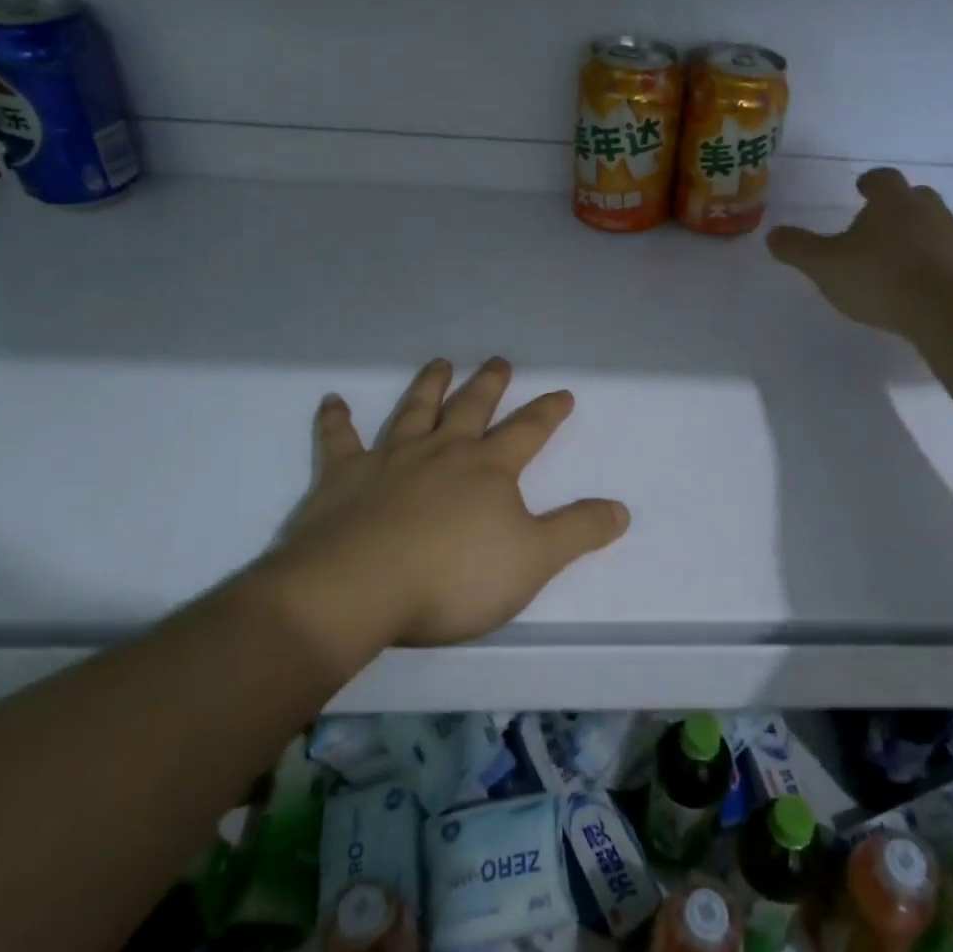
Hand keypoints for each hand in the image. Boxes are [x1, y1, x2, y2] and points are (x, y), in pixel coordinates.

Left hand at [258, 358, 628, 647]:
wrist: (357, 590)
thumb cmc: (452, 577)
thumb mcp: (532, 560)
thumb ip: (578, 532)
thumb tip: (621, 509)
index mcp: (487, 469)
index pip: (528, 431)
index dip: (548, 412)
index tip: (563, 393)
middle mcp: (441, 452)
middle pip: (471, 408)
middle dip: (489, 384)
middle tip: (498, 361)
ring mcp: (389, 460)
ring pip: (414, 411)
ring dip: (428, 386)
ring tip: (439, 363)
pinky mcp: (342, 477)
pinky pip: (339, 440)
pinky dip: (335, 419)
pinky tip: (331, 400)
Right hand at [766, 168, 952, 333]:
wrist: (945, 310)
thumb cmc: (879, 277)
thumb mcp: (825, 265)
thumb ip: (798, 248)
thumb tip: (773, 234)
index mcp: (892, 201)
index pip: (881, 178)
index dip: (869, 182)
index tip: (861, 188)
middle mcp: (927, 210)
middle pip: (913, 197)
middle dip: (896, 206)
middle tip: (878, 221)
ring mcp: (952, 237)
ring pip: (932, 225)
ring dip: (915, 234)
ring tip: (894, 256)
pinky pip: (944, 255)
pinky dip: (930, 261)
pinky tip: (915, 282)